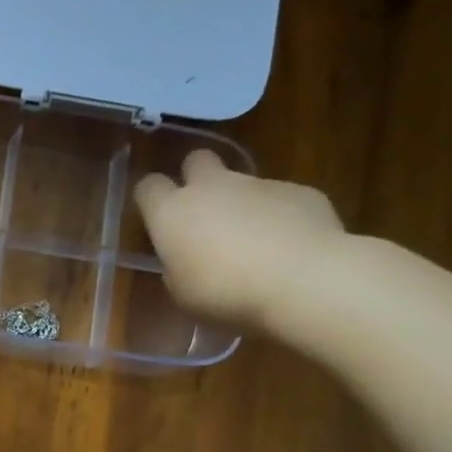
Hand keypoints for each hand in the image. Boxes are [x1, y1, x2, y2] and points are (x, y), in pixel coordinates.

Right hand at [133, 150, 346, 331]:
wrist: (303, 280)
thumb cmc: (225, 293)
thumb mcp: (182, 293)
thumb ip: (177, 266)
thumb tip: (185, 260)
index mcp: (172, 212)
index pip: (148, 186)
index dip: (150, 199)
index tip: (156, 218)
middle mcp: (212, 187)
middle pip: (196, 159)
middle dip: (195, 177)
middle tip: (202, 211)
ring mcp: (259, 184)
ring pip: (242, 183)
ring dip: (241, 205)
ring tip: (255, 245)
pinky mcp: (300, 191)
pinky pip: (280, 200)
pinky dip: (279, 217)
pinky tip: (289, 248)